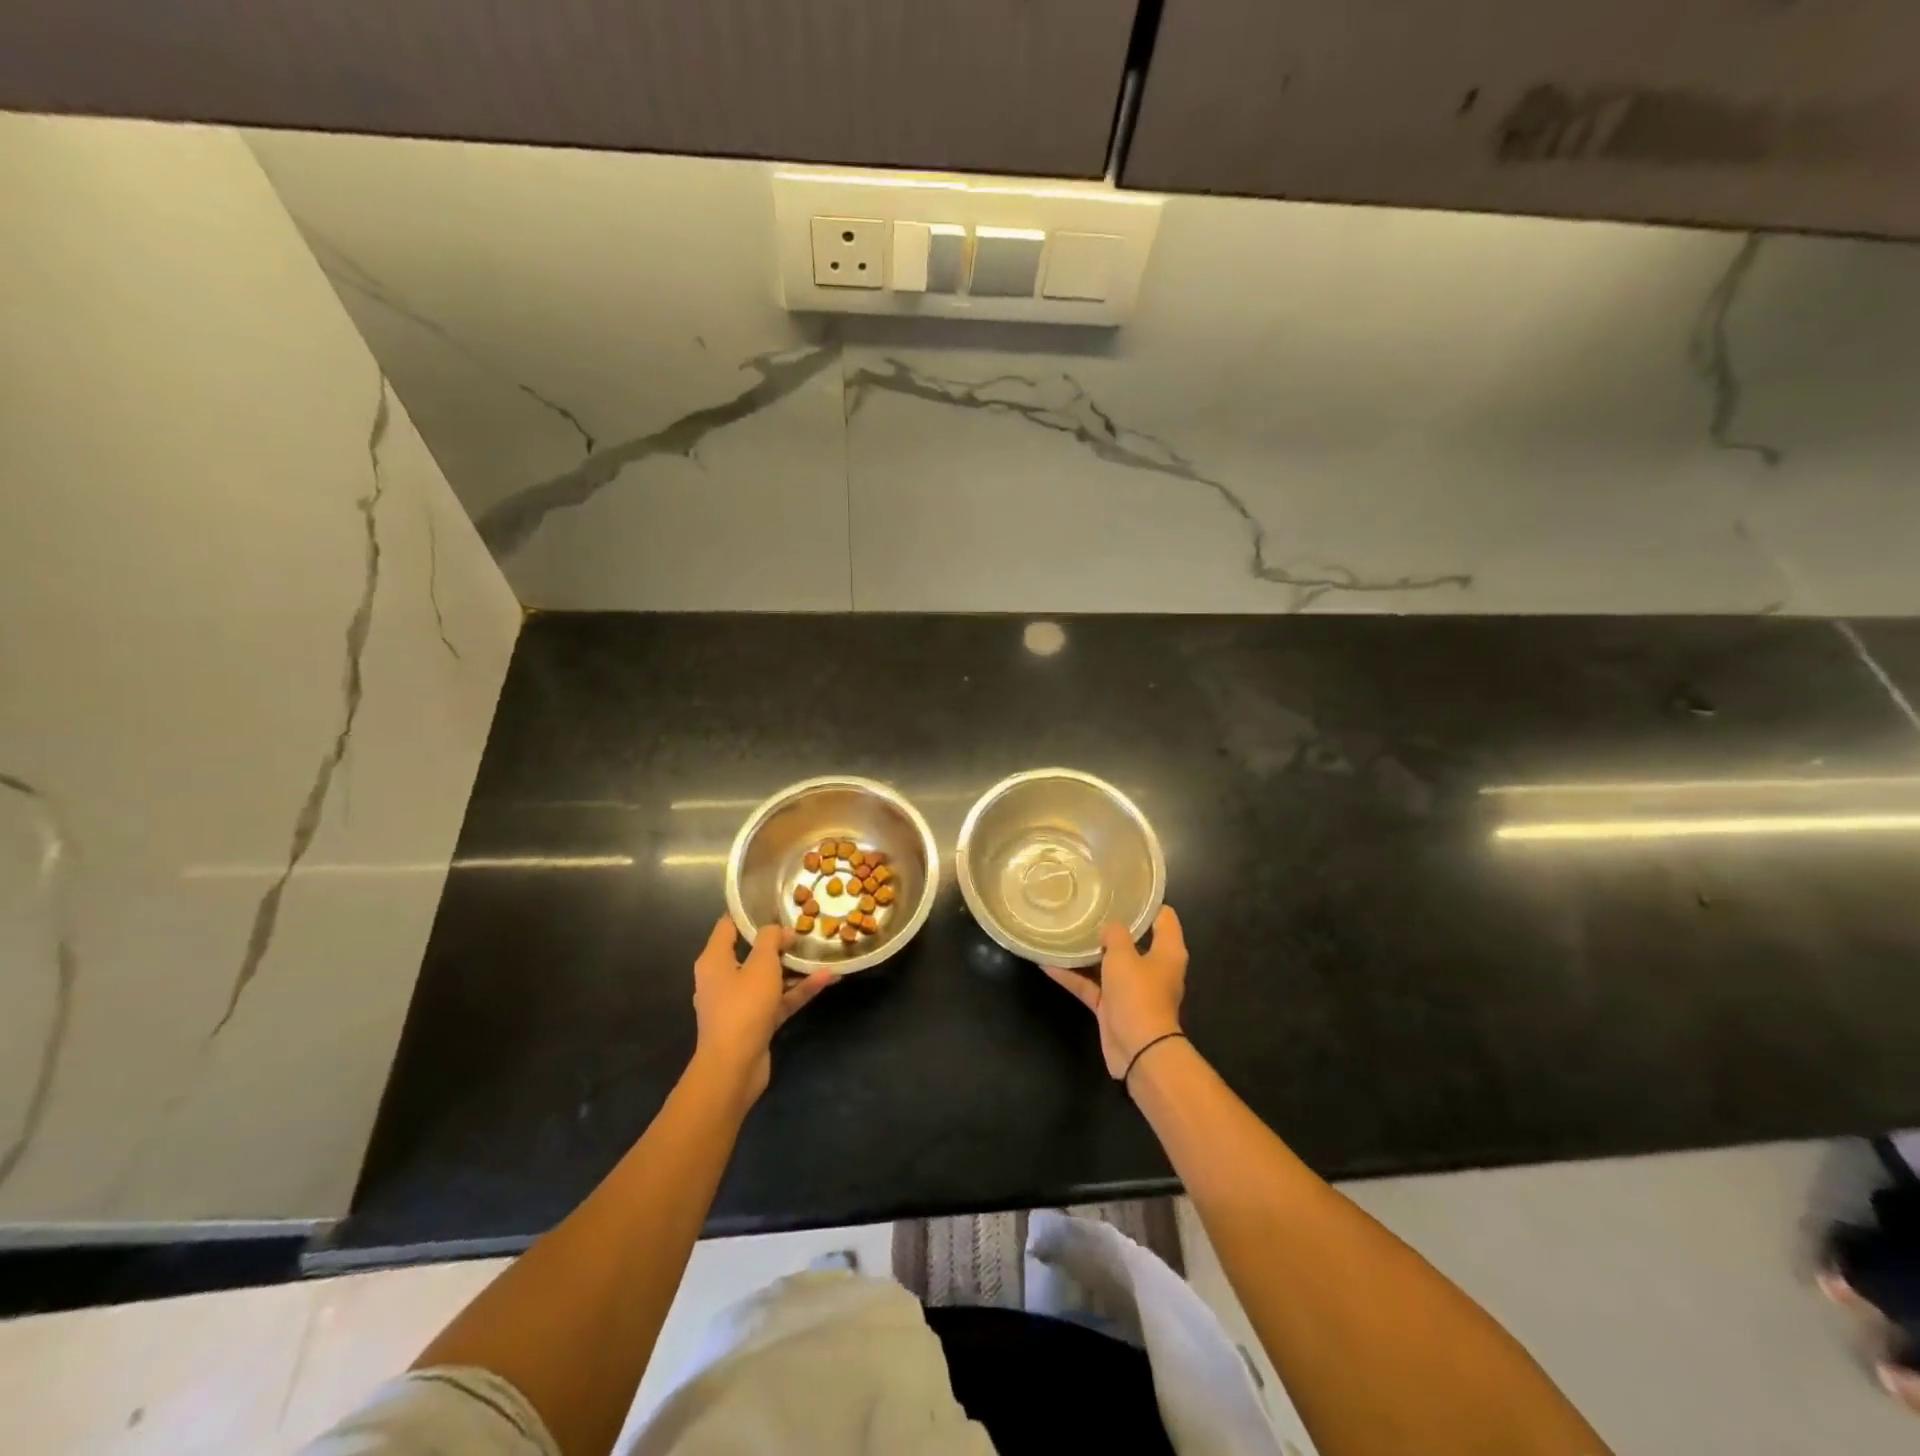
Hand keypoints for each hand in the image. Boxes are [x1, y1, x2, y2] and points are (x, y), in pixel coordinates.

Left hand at [692, 915, 834, 1103]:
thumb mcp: (761, 965)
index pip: (727, 926)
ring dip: (794, 968)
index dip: (748, 913)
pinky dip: (798, 990)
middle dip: (778, 941)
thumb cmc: (742, 1007)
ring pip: (769, 978)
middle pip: (751, 952)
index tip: (773, 901)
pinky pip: (778, 1000)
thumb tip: (779, 930)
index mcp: (714, 961)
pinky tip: (827, 979)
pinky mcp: (755, 1023)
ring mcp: (739, 1003)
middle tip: (803, 927)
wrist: (733, 1068)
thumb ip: (771, 941)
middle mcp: (723, 979)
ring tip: (821, 952)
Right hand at [1043, 905, 1186, 1080]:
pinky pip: (1092, 985)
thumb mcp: (1124, 956)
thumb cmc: (1138, 995)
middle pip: (1134, 939)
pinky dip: (1073, 976)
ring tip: (1066, 929)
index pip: (1163, 917)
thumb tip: (1109, 929)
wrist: (1139, 1050)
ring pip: (1109, 963)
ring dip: (1089, 952)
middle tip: (1089, 905)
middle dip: (1112, 925)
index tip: (1124, 888)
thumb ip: (1115, 935)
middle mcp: (1153, 968)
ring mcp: (1132, 989)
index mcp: (1167, 952)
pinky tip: (1047, 963)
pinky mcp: (1114, 1007)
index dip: (1146, 902)